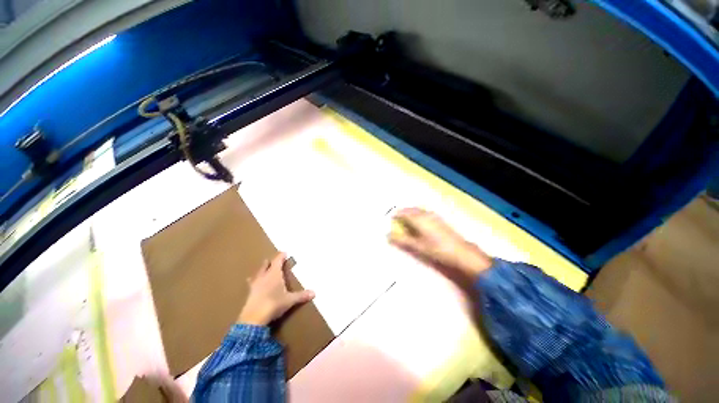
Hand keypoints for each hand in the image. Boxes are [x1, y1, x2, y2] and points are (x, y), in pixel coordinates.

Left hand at [237, 252, 314, 325]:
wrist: (253, 318)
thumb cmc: (274, 304)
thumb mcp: (290, 300)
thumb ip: (301, 296)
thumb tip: (314, 293)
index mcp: (274, 274)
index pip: (277, 261)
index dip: (281, 256)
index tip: (284, 252)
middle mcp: (264, 277)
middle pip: (266, 266)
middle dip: (269, 262)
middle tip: (272, 260)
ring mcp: (255, 285)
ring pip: (257, 274)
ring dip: (260, 271)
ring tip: (261, 269)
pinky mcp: (249, 294)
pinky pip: (252, 284)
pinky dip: (253, 282)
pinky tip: (251, 283)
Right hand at [389, 208, 492, 283]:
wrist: (460, 252)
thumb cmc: (436, 249)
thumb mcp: (417, 246)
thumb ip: (402, 240)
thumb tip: (388, 236)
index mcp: (418, 219)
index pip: (403, 213)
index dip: (395, 215)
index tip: (390, 219)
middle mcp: (425, 214)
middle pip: (410, 209)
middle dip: (402, 212)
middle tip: (396, 219)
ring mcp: (433, 215)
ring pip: (418, 210)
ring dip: (410, 212)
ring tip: (406, 220)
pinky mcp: (439, 219)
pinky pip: (424, 212)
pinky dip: (418, 214)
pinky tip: (419, 222)